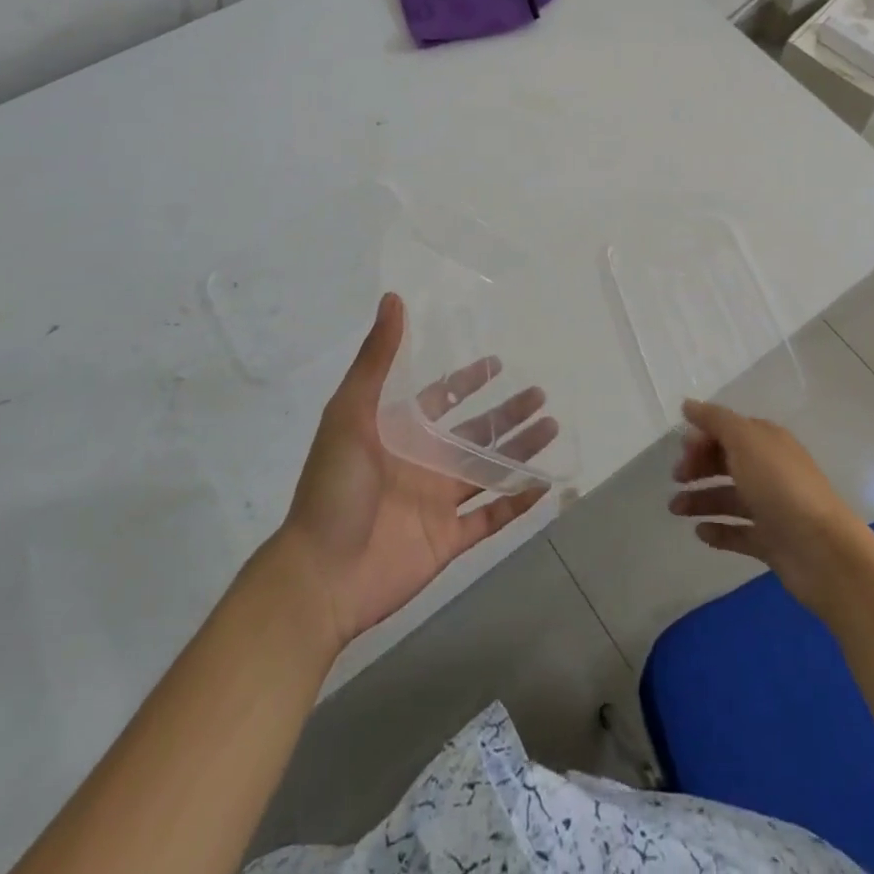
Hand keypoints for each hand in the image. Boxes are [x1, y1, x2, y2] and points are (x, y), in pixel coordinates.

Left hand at [276, 294, 551, 651]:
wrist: (320, 576)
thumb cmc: (333, 487)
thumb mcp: (350, 413)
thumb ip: (377, 358)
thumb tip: (392, 298)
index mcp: (399, 432)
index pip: (441, 398)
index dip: (468, 380)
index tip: (498, 362)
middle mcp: (422, 462)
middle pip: (475, 431)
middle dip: (507, 412)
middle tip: (540, 393)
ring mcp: (437, 502)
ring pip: (489, 469)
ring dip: (520, 449)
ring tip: (552, 427)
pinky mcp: (448, 539)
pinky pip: (491, 516)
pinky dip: (518, 502)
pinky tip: (545, 484)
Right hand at [668, 398, 870, 614]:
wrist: (823, 551)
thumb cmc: (780, 487)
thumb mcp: (745, 441)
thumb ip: (715, 420)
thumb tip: (688, 404)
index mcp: (766, 442)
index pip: (728, 431)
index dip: (702, 437)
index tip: (681, 452)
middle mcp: (769, 470)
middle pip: (726, 462)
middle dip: (698, 467)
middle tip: (675, 479)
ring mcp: (771, 507)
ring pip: (728, 498)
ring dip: (700, 500)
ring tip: (675, 510)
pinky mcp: (771, 541)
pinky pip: (738, 532)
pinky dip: (718, 530)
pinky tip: (699, 533)